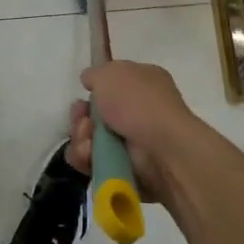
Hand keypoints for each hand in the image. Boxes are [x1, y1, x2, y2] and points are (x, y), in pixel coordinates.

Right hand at [66, 60, 199, 199]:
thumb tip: (89, 80)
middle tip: (83, 121)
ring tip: (87, 142)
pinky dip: (86, 159)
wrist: (162, 148)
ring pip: (91, 140)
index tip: (84, 92)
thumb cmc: (138, 103)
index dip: (95, 89)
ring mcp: (133, 143)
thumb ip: (95, 74)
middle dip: (82, 117)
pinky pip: (94, 163)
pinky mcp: (125, 170)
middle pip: (96, 115)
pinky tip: (89, 155)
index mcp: (143, 83)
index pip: (112, 85)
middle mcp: (139, 112)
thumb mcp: (111, 73)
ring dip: (82, 138)